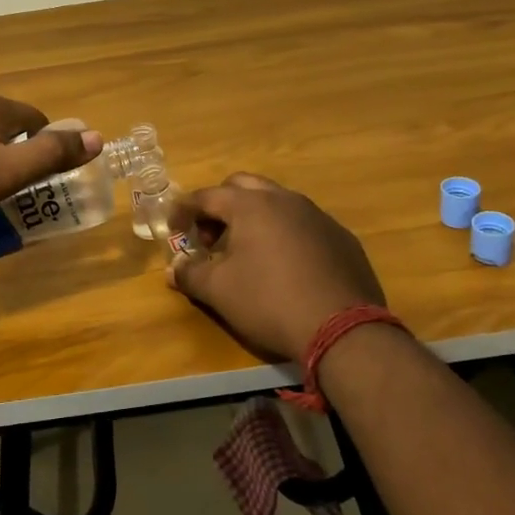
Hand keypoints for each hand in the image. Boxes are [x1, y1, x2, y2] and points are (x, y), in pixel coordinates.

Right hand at [168, 174, 384, 361]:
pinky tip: (285, 266)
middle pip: (243, 186)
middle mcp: (285, 199)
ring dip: (254, 218)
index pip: (207, 196)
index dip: (184, 209)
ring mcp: (317, 215)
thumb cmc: (269, 302)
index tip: (172, 227)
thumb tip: (173, 268)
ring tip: (246, 252)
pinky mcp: (341, 237)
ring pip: (277, 202)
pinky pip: (303, 224)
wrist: (342, 328)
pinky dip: (284, 234)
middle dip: (220, 206)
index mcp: (251, 205)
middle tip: (210, 238)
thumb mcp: (219, 291)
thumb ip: (190, 274)